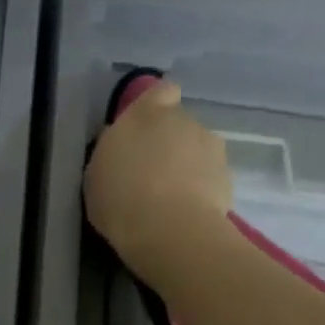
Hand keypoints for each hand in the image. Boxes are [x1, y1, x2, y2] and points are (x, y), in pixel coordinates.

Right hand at [83, 80, 234, 279]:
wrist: (169, 232)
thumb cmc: (120, 200)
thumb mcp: (96, 175)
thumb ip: (112, 151)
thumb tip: (121, 144)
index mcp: (146, 114)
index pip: (161, 92)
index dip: (156, 107)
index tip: (144, 131)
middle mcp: (184, 121)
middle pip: (179, 124)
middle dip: (170, 143)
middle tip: (152, 174)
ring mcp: (211, 147)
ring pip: (198, 150)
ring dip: (188, 166)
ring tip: (171, 199)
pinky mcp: (229, 176)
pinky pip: (211, 177)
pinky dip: (202, 189)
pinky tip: (186, 213)